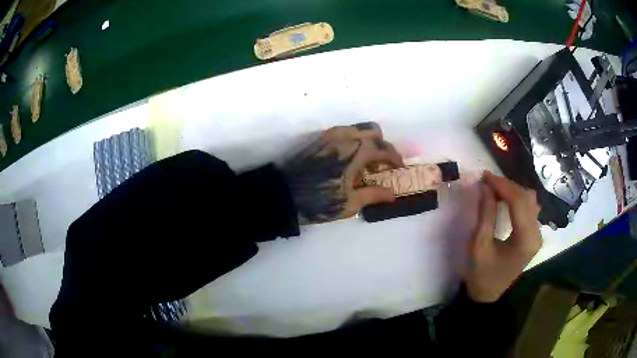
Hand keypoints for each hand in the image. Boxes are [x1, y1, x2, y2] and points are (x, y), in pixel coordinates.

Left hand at [282, 122, 403, 223]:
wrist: (283, 193)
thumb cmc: (318, 200)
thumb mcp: (350, 203)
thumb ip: (374, 195)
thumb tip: (392, 194)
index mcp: (358, 150)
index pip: (385, 150)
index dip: (395, 159)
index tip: (399, 169)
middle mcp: (347, 136)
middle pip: (374, 132)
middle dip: (383, 147)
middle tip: (382, 166)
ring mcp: (331, 134)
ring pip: (358, 129)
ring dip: (368, 142)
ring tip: (365, 164)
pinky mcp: (320, 137)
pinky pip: (344, 132)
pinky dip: (354, 141)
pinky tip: (349, 160)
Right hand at [464, 171, 541, 302]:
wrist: (487, 295)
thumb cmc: (481, 274)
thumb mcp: (479, 245)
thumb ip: (485, 214)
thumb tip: (485, 186)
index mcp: (526, 240)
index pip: (519, 202)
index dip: (502, 185)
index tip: (485, 176)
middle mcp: (537, 234)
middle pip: (527, 198)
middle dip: (507, 186)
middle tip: (487, 182)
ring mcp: (537, 234)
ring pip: (529, 201)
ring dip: (512, 191)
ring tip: (494, 189)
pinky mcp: (533, 235)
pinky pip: (529, 208)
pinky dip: (516, 199)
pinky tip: (505, 199)